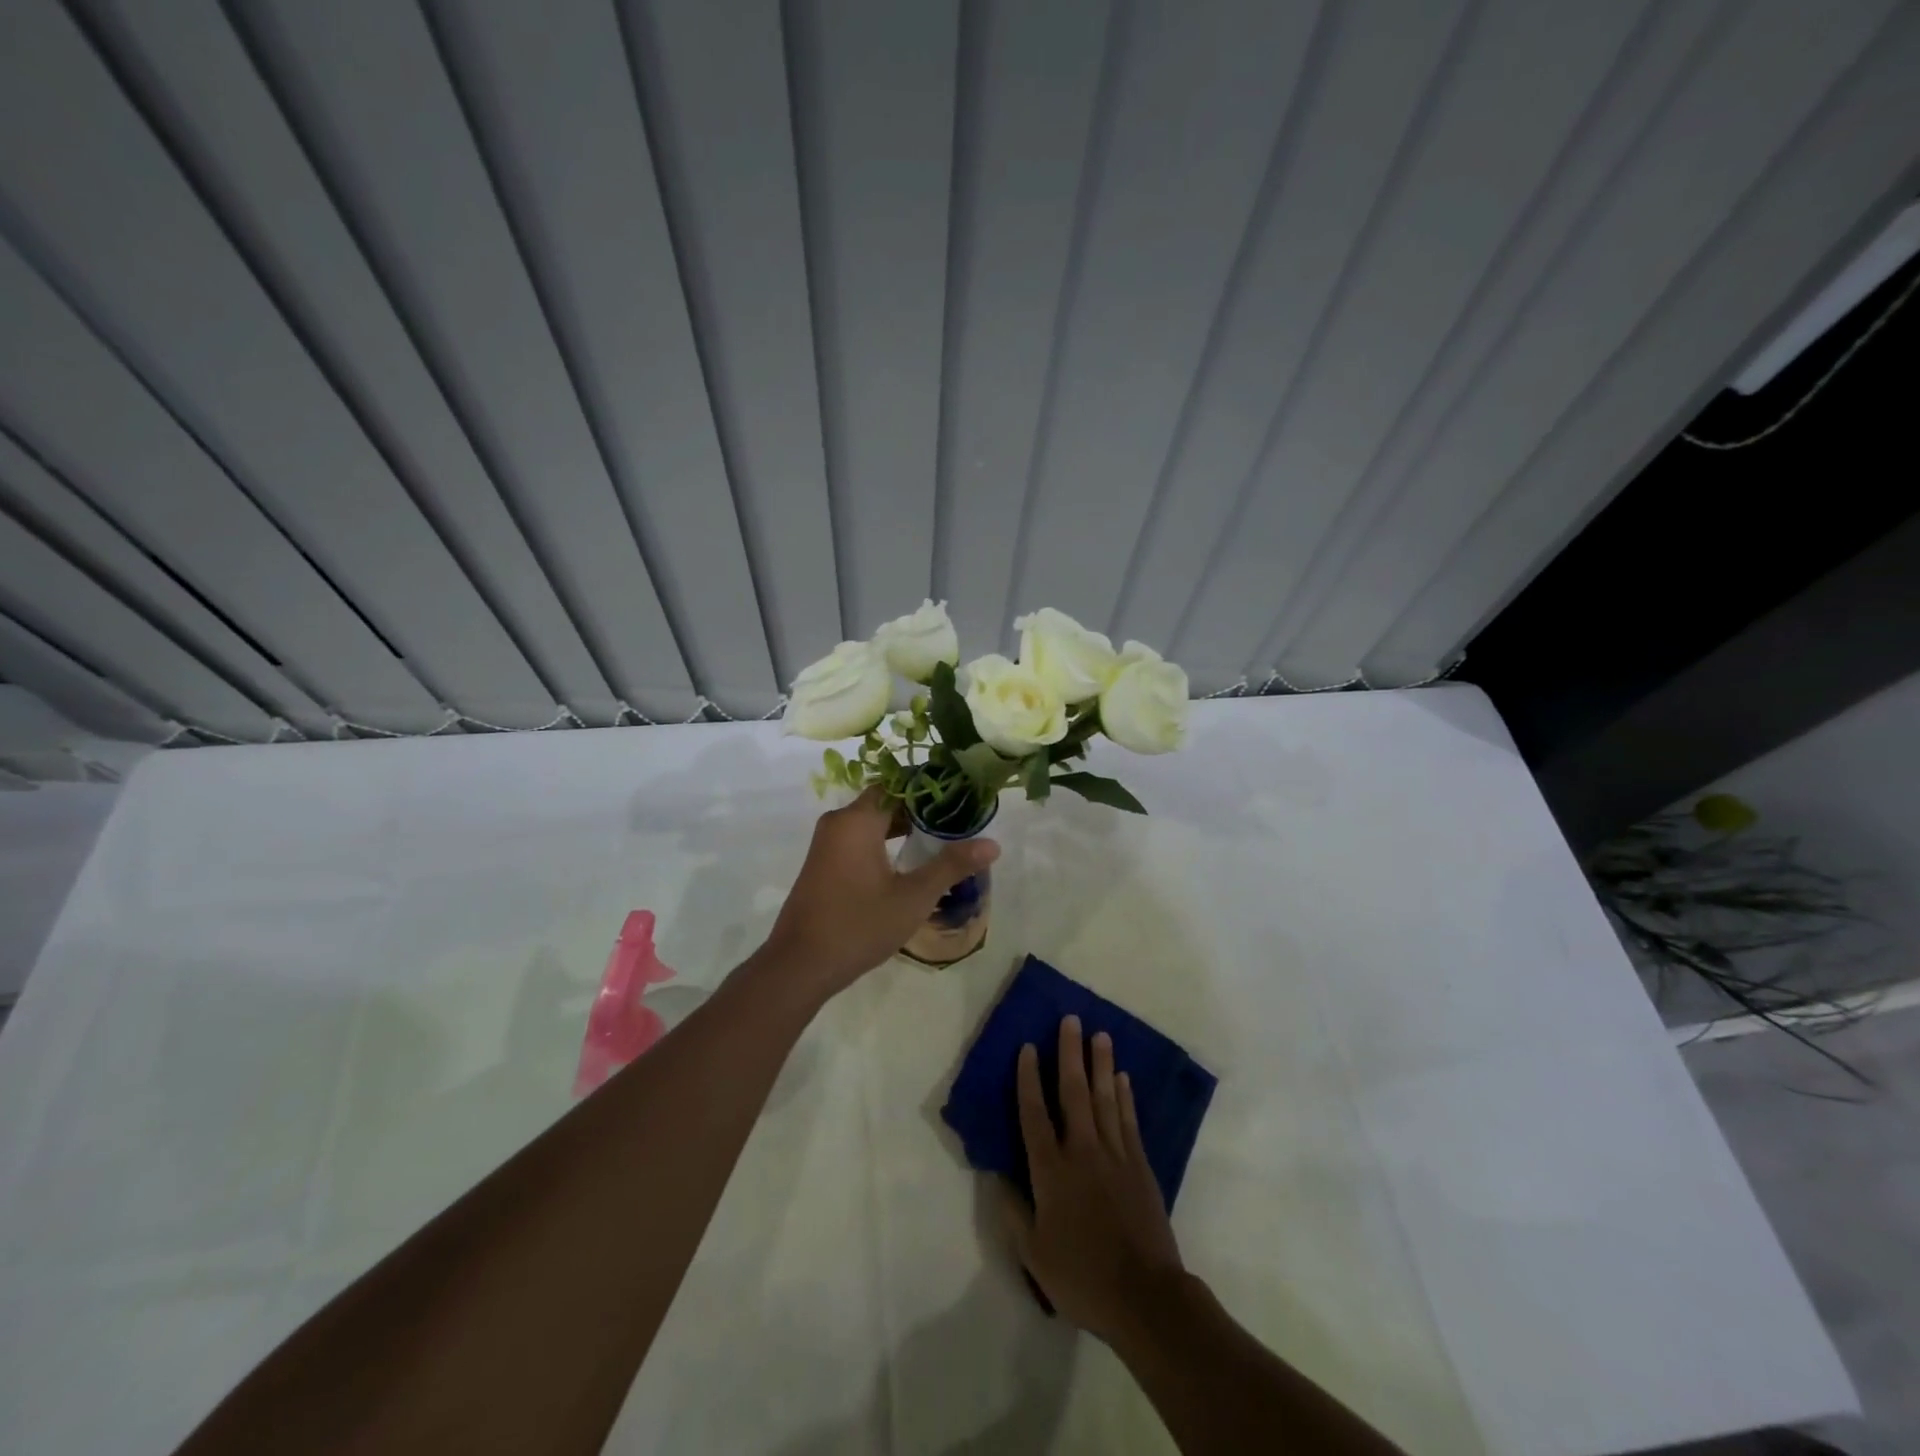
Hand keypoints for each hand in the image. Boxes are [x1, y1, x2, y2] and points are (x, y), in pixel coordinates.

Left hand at [760, 788, 998, 999]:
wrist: (799, 965)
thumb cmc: (858, 925)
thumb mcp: (913, 897)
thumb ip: (952, 866)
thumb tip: (993, 844)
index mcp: (857, 820)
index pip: (897, 784)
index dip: (929, 787)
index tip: (959, 795)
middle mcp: (838, 823)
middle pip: (885, 802)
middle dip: (920, 809)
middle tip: (957, 819)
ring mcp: (826, 844)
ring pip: (871, 822)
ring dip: (902, 827)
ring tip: (940, 839)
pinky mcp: (823, 864)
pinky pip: (858, 839)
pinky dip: (883, 842)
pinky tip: (907, 861)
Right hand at [1000, 1015, 1186, 1343]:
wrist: (1145, 1297)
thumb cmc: (1082, 1277)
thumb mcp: (1033, 1254)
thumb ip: (1013, 1211)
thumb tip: (996, 1174)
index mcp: (1051, 1170)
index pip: (1034, 1113)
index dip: (1028, 1078)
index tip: (1027, 1046)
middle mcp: (1082, 1151)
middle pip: (1073, 1092)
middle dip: (1069, 1053)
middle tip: (1070, 1019)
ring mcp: (1115, 1155)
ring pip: (1105, 1098)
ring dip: (1100, 1064)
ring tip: (1099, 1034)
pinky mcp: (1140, 1166)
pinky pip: (1129, 1120)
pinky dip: (1125, 1096)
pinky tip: (1122, 1077)